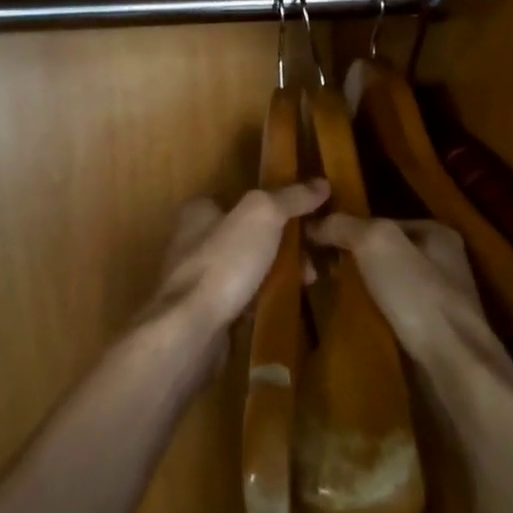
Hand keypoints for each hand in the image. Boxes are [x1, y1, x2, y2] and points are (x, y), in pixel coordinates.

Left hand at [150, 181, 329, 362]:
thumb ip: (290, 198)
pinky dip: (263, 299)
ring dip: (278, 273)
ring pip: (248, 268)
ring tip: (308, 282)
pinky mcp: (204, 312)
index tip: (307, 218)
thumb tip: (320, 183)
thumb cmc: (223, 263)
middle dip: (284, 245)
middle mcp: (192, 242)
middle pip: (249, 235)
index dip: (276, 206)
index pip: (241, 199)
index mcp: (198, 212)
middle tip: (314, 258)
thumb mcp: (262, 215)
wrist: (192, 329)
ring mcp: (197, 280)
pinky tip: (283, 304)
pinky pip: (243, 298)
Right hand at [306, 215, 499, 375]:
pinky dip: (369, 315)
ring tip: (325, 297)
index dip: (345, 230)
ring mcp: (439, 299)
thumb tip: (312, 223)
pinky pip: (390, 313)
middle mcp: (442, 262)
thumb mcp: (377, 243)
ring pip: (384, 284)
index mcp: (437, 233)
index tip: (313, 246)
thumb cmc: (418, 295)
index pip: (379, 222)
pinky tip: (350, 322)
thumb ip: (344, 225)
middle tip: (314, 273)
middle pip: (381, 254)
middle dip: (348, 261)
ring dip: (357, 290)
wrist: (453, 365)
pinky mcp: (432, 332)